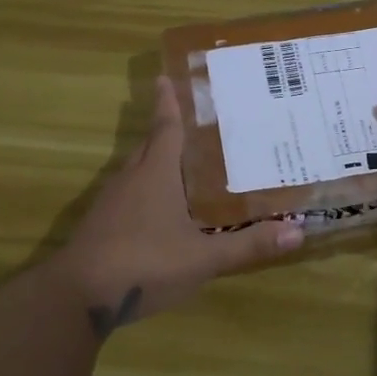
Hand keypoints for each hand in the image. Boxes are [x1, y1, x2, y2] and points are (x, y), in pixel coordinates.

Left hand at [55, 77, 303, 341]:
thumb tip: (299, 230)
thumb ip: (249, 245)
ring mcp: (110, 204)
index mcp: (156, 175)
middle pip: (149, 146)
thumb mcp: (204, 258)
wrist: (77, 297)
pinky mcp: (100, 226)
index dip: (168, 104)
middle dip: (165, 131)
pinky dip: (144, 191)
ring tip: (181, 164)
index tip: (164, 78)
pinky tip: (159, 211)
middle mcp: (131, 180)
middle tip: (190, 122)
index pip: (165, 129)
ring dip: (155, 162)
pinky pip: (127, 196)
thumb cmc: (144, 264)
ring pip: (136, 171)